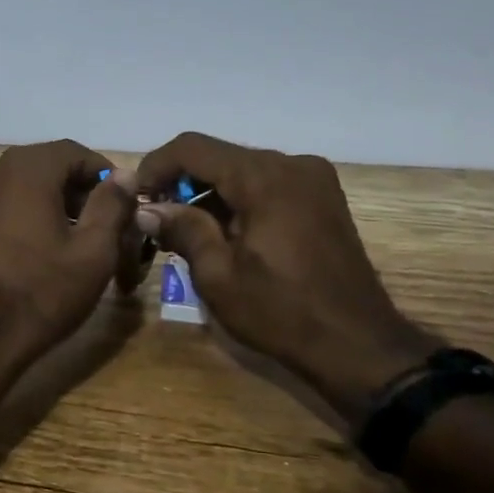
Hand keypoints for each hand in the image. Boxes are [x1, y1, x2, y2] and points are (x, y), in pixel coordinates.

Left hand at [0, 141, 141, 387]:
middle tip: (102, 224)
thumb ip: (111, 205)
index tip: (122, 203)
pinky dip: (20, 216)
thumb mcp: (93, 253)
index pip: (74, 153)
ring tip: (70, 240)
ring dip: (48, 203)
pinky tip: (34, 250)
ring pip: (19, 187)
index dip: (103, 174)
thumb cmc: (40, 294)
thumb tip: (123, 175)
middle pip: (44, 167)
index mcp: (25, 169)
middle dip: (76, 190)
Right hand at [136, 132, 438, 425]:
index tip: (135, 197)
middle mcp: (291, 165)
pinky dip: (237, 201)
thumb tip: (147, 209)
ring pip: (242, 171)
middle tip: (154, 219)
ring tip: (183, 232)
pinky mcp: (322, 199)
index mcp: (264, 177)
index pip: (193, 148)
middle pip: (219, 157)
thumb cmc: (281, 311)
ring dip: (209, 194)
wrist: (358, 345)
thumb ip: (182, 230)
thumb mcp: (219, 275)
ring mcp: (313, 180)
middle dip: (181, 182)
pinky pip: (267, 185)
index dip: (156, 166)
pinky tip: (221, 234)